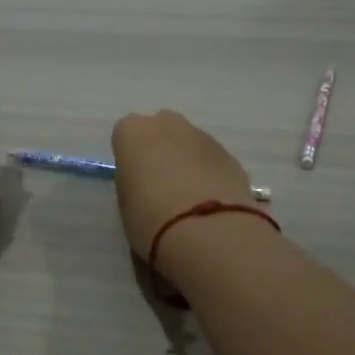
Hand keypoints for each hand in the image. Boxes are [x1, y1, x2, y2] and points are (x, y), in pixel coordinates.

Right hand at [110, 110, 255, 259]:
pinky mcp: (230, 155)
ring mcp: (202, 136)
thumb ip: (134, 182)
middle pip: (161, 129)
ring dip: (187, 161)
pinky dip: (209, 173)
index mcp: (133, 133)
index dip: (130, 157)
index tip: (134, 179)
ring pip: (189, 143)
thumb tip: (146, 183)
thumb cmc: (151, 218)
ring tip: (189, 198)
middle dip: (161, 149)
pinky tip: (210, 201)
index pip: (125, 134)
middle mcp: (167, 125)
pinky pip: (212, 159)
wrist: (206, 230)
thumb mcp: (125, 203)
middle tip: (161, 183)